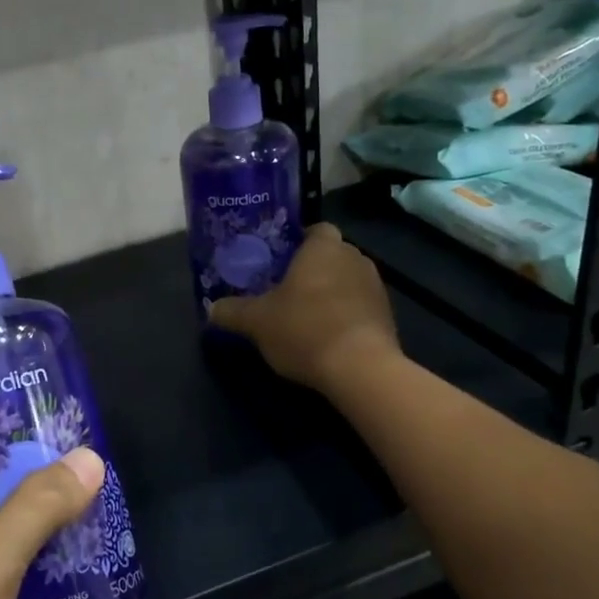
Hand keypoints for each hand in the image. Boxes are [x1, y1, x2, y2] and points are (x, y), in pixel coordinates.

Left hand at [0, 446, 104, 598]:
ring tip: (95, 496)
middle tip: (81, 453)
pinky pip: (16, 580)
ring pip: (3, 538)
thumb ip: (35, 510)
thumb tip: (88, 460)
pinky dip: (47, 567)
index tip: (33, 411)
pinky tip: (88, 558)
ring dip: (43, 522)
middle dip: (28, 474)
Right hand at [210, 223, 399, 394]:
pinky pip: (359, 305)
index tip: (279, 260)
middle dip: (311, 269)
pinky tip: (327, 336)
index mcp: (324, 248)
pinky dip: (345, 314)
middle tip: (285, 289)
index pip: (315, 229)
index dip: (298, 241)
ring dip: (330, 292)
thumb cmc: (304, 329)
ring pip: (346, 280)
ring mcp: (376, 286)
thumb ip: (232, 312)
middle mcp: (355, 258)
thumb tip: (211, 309)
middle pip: (331, 254)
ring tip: (305, 315)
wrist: (360, 369)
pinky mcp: (388, 315)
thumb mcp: (256, 322)